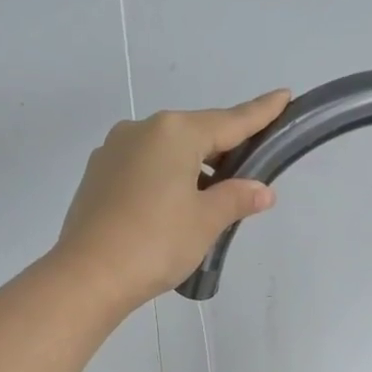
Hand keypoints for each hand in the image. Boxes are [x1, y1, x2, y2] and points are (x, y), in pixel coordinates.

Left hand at [54, 91, 289, 308]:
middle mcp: (141, 130)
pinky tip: (172, 206)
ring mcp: (113, 151)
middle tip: (248, 172)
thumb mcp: (206, 221)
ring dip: (192, 169)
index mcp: (174, 132)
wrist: (88, 276)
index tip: (283, 96)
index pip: (229, 121)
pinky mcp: (97, 176)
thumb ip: (237, 198)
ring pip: (166, 152)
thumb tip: (261, 190)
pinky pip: (143, 168)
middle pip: (195, 134)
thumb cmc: (156, 243)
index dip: (259, 113)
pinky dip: (165, 179)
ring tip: (210, 200)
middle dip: (223, 150)